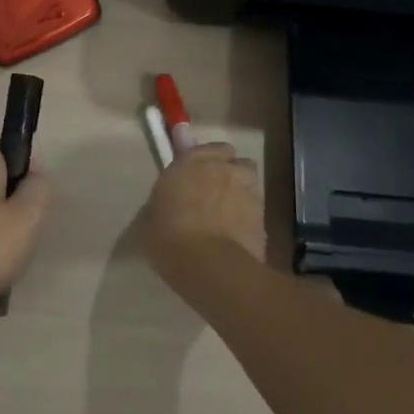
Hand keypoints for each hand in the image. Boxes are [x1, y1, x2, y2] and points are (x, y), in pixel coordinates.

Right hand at [144, 141, 265, 283]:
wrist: (209, 265)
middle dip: (230, 173)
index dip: (207, 161)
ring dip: (242, 193)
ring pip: (250, 184)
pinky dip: (248, 218)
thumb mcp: (150, 218)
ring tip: (230, 215)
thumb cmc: (169, 237)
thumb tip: (168, 205)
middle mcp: (224, 170)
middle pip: (236, 163)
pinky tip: (236, 236)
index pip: (209, 148)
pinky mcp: (264, 217)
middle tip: (217, 192)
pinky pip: (256, 211)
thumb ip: (163, 203)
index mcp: (191, 163)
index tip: (199, 174)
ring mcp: (248, 192)